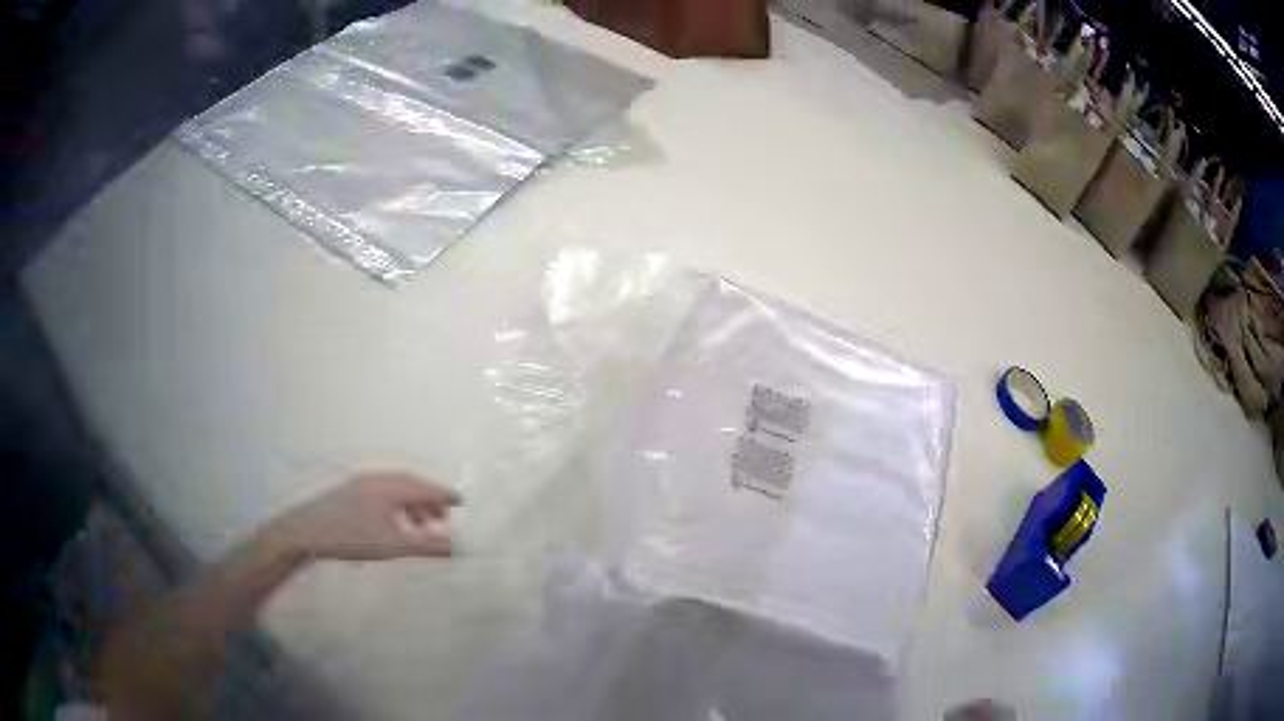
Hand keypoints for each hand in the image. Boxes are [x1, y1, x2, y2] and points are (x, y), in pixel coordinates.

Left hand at [262, 472, 461, 561]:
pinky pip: (385, 490)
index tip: (463, 511)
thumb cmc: (348, 537)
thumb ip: (428, 545)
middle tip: (439, 528)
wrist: (301, 531)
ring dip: (413, 508)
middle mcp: (377, 474)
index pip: (430, 486)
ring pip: (400, 488)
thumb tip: (459, 547)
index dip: (448, 500)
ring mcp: (362, 478)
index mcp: (389, 482)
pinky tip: (393, 527)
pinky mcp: (351, 486)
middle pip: (416, 484)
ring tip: (415, 532)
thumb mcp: (392, 545)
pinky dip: (396, 506)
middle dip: (431, 506)